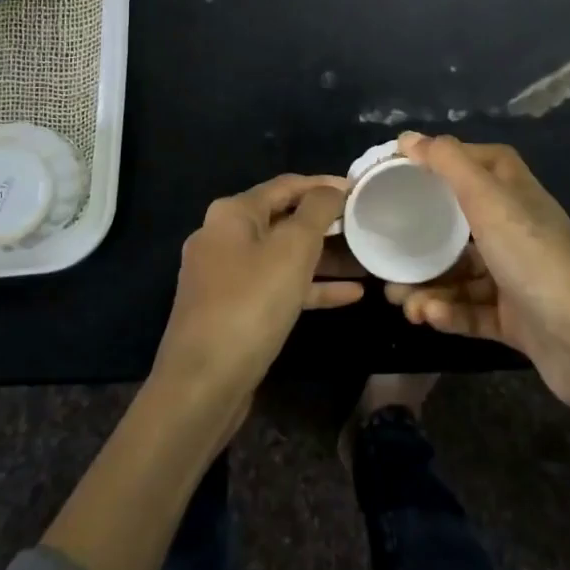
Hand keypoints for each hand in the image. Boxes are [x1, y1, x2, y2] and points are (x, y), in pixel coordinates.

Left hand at [153, 174, 362, 410]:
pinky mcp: (232, 310)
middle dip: (327, 225)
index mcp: (232, 213)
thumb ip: (317, 211)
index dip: (324, 185)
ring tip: (366, 260)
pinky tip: (350, 296)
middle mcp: (223, 236)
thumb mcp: (292, 249)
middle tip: (366, 227)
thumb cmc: (251, 303)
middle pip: (284, 220)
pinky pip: (276, 287)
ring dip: (324, 259)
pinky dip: (309, 287)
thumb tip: (332, 188)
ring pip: (283, 257)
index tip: (360, 191)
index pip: (286, 185)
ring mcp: (225, 276)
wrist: (202, 384)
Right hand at [386, 133, 569, 434]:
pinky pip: (471, 310)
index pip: (480, 163)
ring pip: (460, 274)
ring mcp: (517, 276)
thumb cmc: (533, 257)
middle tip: (386, 253)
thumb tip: (408, 137)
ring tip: (400, 300)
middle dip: (420, 239)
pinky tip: (428, 317)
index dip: (445, 161)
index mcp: (515, 194)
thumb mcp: (488, 200)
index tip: (403, 170)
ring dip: (427, 285)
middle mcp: (517, 230)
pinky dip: (448, 312)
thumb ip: (448, 164)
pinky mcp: (515, 319)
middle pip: (459, 224)